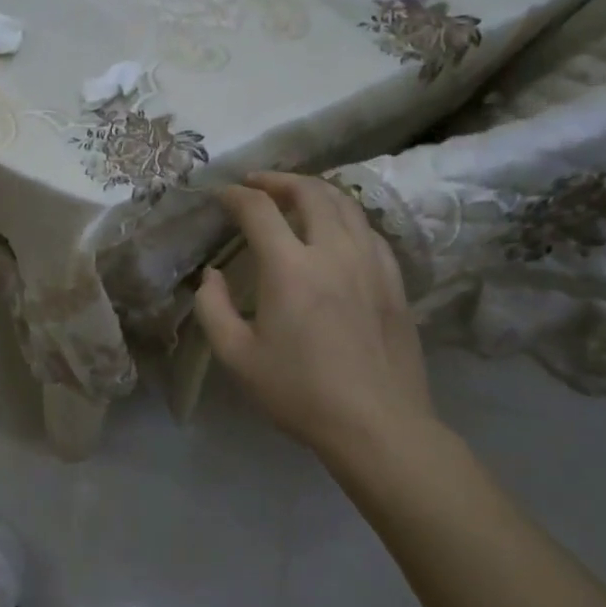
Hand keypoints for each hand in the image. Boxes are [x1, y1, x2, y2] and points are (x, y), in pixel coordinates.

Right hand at [192, 172, 435, 469]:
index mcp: (290, 268)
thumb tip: (211, 275)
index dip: (235, 196)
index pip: (259, 210)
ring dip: (314, 190)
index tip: (220, 195)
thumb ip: (213, 308)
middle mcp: (333, 252)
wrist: (378, 426)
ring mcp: (370, 263)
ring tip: (294, 195)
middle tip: (256, 183)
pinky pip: (368, 230)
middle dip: (277, 180)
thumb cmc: (299, 393)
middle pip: (309, 191)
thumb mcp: (237, 357)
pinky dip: (344, 216)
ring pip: (346, 204)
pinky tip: (335, 230)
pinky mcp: (394, 280)